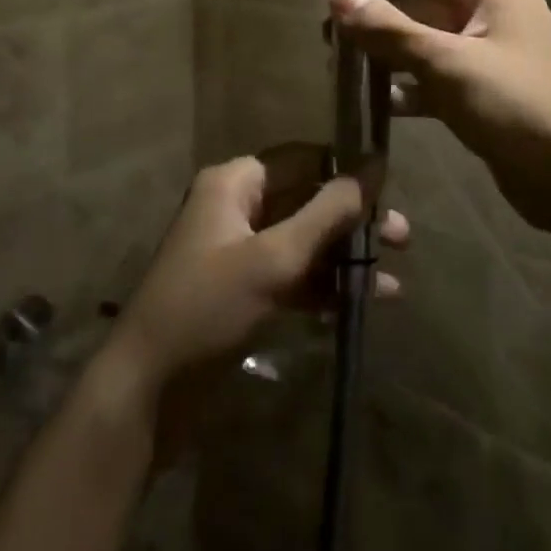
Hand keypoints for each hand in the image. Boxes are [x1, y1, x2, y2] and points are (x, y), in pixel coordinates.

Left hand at [104, 145, 409, 403]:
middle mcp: (238, 207)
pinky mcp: (245, 291)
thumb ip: (326, 212)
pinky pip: (294, 275)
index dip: (346, 167)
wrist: (146, 393)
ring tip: (395, 276)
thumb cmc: (208, 308)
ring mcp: (240, 251)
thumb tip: (373, 166)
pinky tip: (367, 303)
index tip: (392, 182)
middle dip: (354, 218)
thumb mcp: (274, 258)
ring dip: (346, 255)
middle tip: (404, 236)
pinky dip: (326, 286)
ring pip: (305, 240)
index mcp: (235, 182)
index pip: (302, 157)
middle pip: (308, 199)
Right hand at [330, 0, 550, 236]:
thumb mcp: (449, 64)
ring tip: (340, 67)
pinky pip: (435, 78)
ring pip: (425, 43)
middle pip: (421, 3)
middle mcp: (490, 12)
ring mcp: (487, 54)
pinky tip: (372, 103)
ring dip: (387, 55)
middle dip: (378, 18)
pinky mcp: (482, 92)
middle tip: (327, 35)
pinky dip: (407, 87)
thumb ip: (390, 29)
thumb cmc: (520, 107)